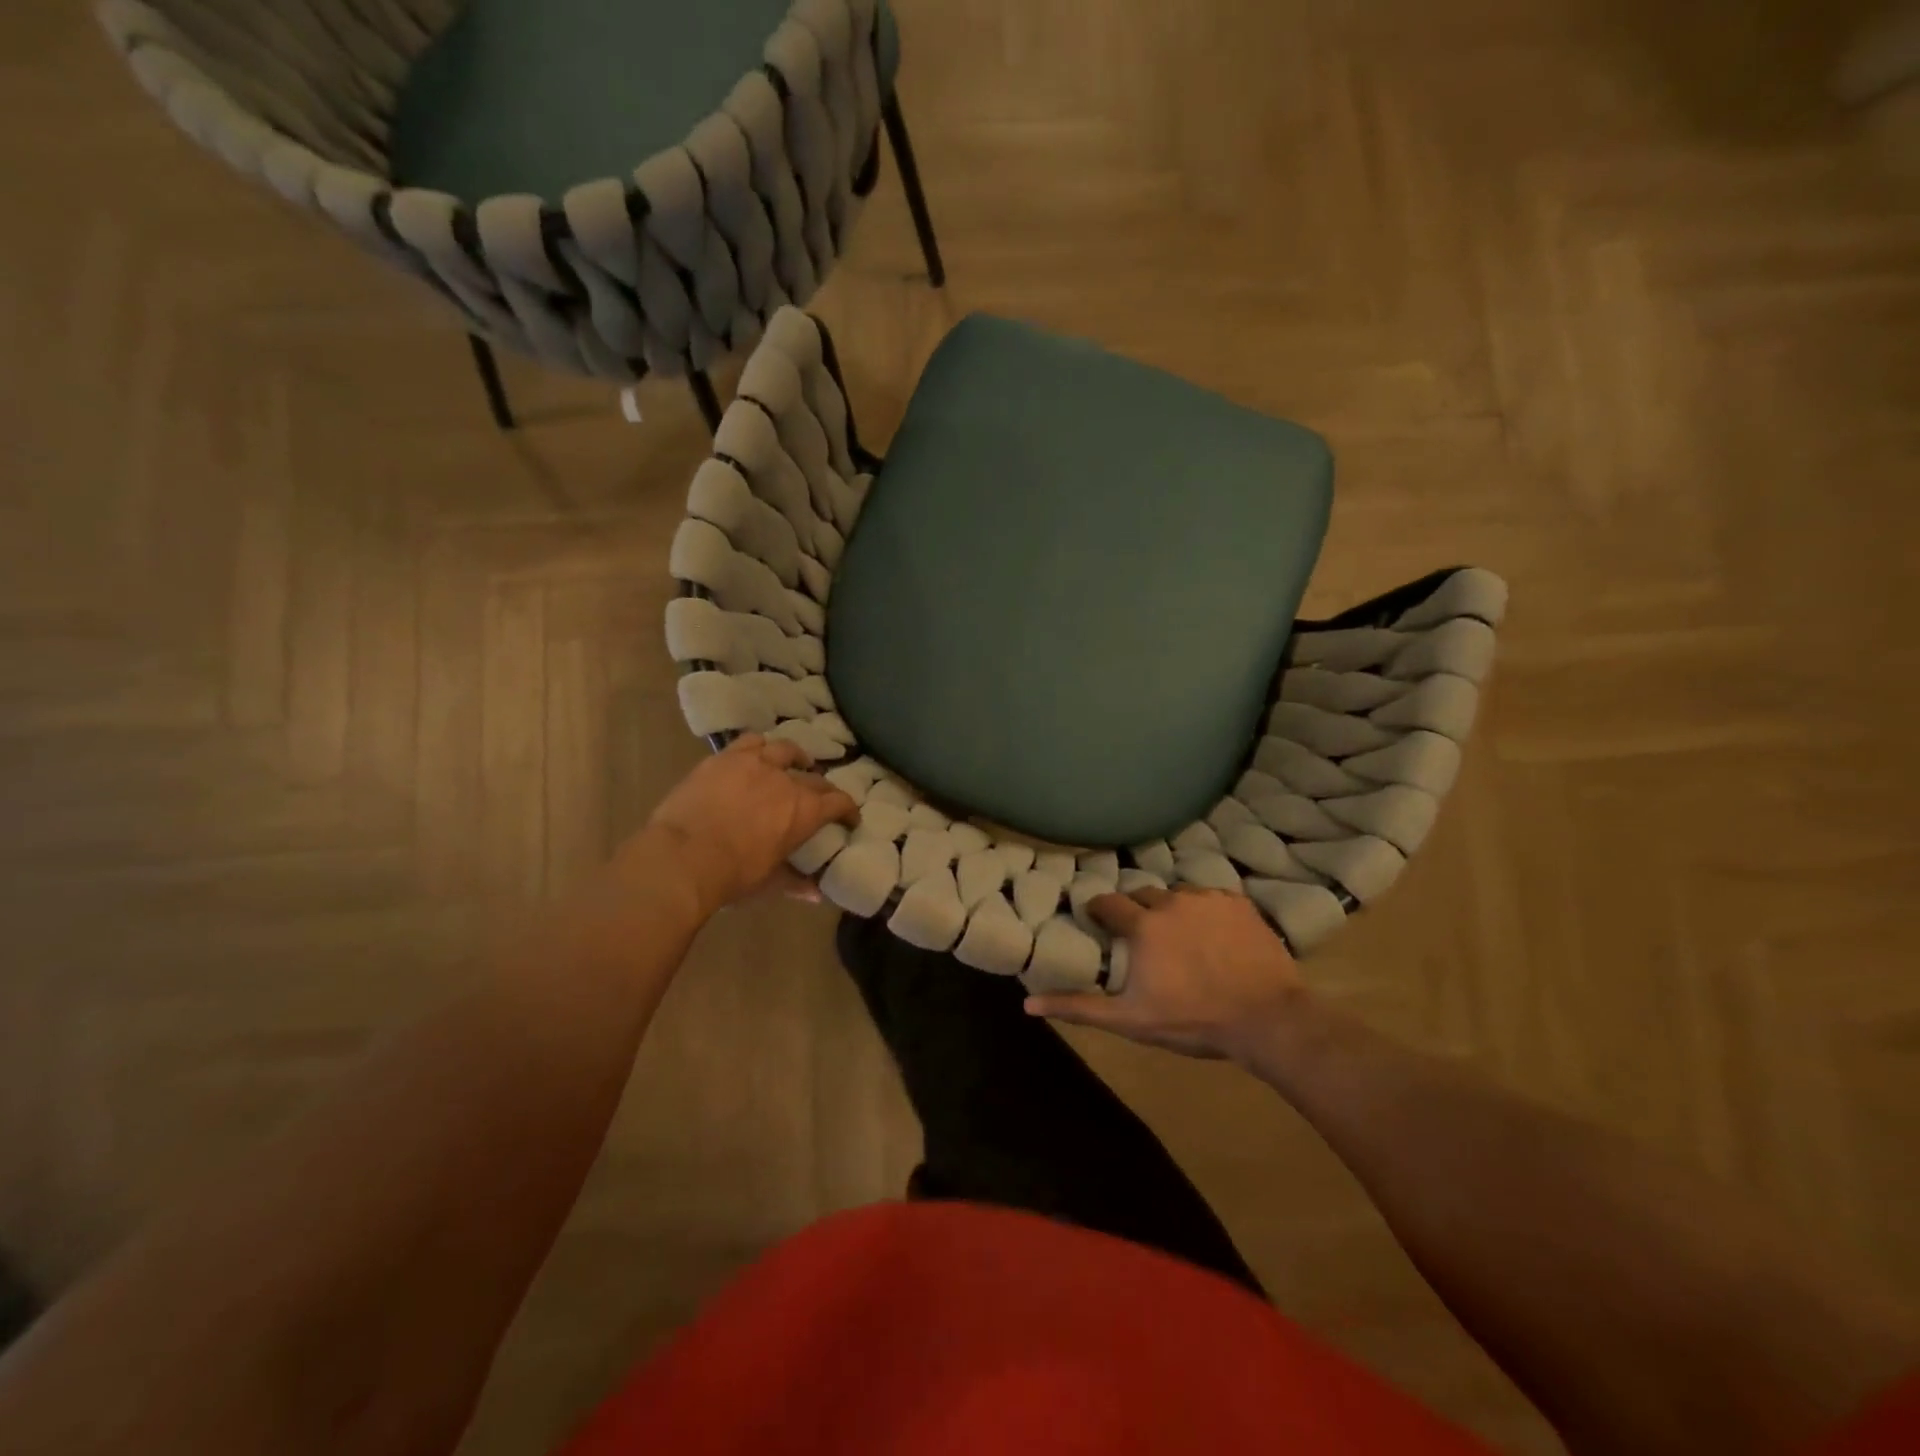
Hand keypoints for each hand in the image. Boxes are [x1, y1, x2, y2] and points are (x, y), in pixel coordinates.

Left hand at [641, 734, 858, 915]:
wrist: (683, 857)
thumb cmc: (732, 875)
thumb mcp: (768, 882)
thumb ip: (795, 883)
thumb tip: (815, 895)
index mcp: (805, 812)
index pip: (839, 803)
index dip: (848, 810)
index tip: (850, 818)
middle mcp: (787, 781)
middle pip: (815, 778)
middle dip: (823, 789)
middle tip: (820, 798)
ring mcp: (756, 764)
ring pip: (785, 749)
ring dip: (796, 757)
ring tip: (796, 761)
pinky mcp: (725, 757)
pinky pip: (751, 741)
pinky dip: (761, 746)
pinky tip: (759, 752)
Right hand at [1024, 887, 1304, 1060]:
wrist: (1266, 1018)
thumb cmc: (1193, 1020)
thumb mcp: (1130, 1019)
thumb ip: (1079, 1007)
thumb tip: (1027, 1004)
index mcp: (1142, 925)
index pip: (1108, 903)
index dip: (1100, 911)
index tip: (1099, 922)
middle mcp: (1171, 901)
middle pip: (1142, 895)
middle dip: (1136, 911)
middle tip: (1142, 937)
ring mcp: (1208, 899)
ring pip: (1178, 895)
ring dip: (1172, 910)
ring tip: (1181, 937)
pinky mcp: (1238, 903)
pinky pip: (1211, 898)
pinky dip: (1205, 912)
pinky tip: (1214, 936)